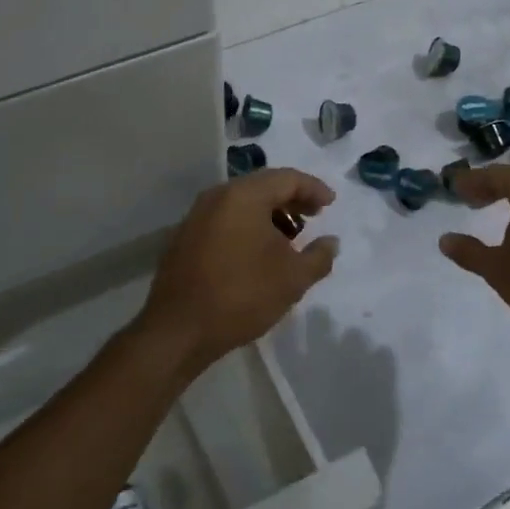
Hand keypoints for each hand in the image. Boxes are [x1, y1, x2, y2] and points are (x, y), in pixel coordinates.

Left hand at [136, 169, 338, 374]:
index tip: (331, 204)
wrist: (178, 330)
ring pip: (243, 203)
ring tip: (290, 239)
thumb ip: (319, 256)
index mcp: (244, 195)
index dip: (313, 189)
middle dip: (292, 200)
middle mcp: (217, 196)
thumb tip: (330, 242)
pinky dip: (248, 226)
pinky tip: (259, 253)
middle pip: (263, 186)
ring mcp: (197, 215)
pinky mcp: (186, 237)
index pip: (287, 178)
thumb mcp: (293, 278)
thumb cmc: (242, 295)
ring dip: (270, 215)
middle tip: (314, 217)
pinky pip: (226, 219)